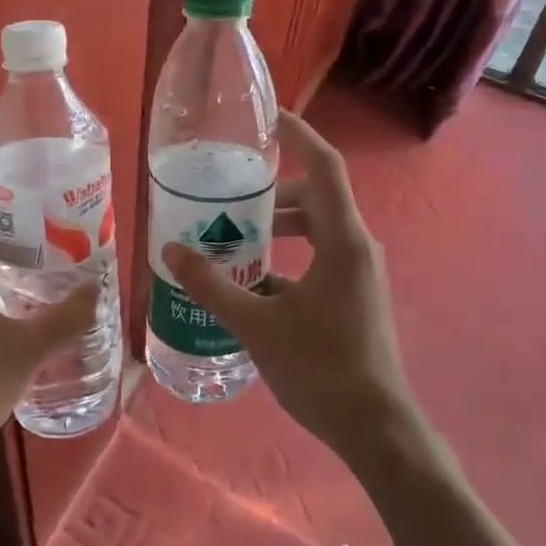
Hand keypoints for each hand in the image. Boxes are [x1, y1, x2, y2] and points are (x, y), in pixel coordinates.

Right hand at [164, 111, 415, 465]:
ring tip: (234, 231)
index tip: (266, 117)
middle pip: (315, 196)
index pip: (324, 166)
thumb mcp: (257, 324)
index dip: (298, 134)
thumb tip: (170, 251)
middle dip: (273, 189)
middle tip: (229, 188)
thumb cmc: (320, 368)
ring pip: (317, 228)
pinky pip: (319, 256)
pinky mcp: (354, 294)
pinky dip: (289, 253)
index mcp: (342, 240)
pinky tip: (252, 277)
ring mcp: (359, 272)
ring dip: (279, 224)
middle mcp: (356, 247)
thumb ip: (212, 285)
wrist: (375, 428)